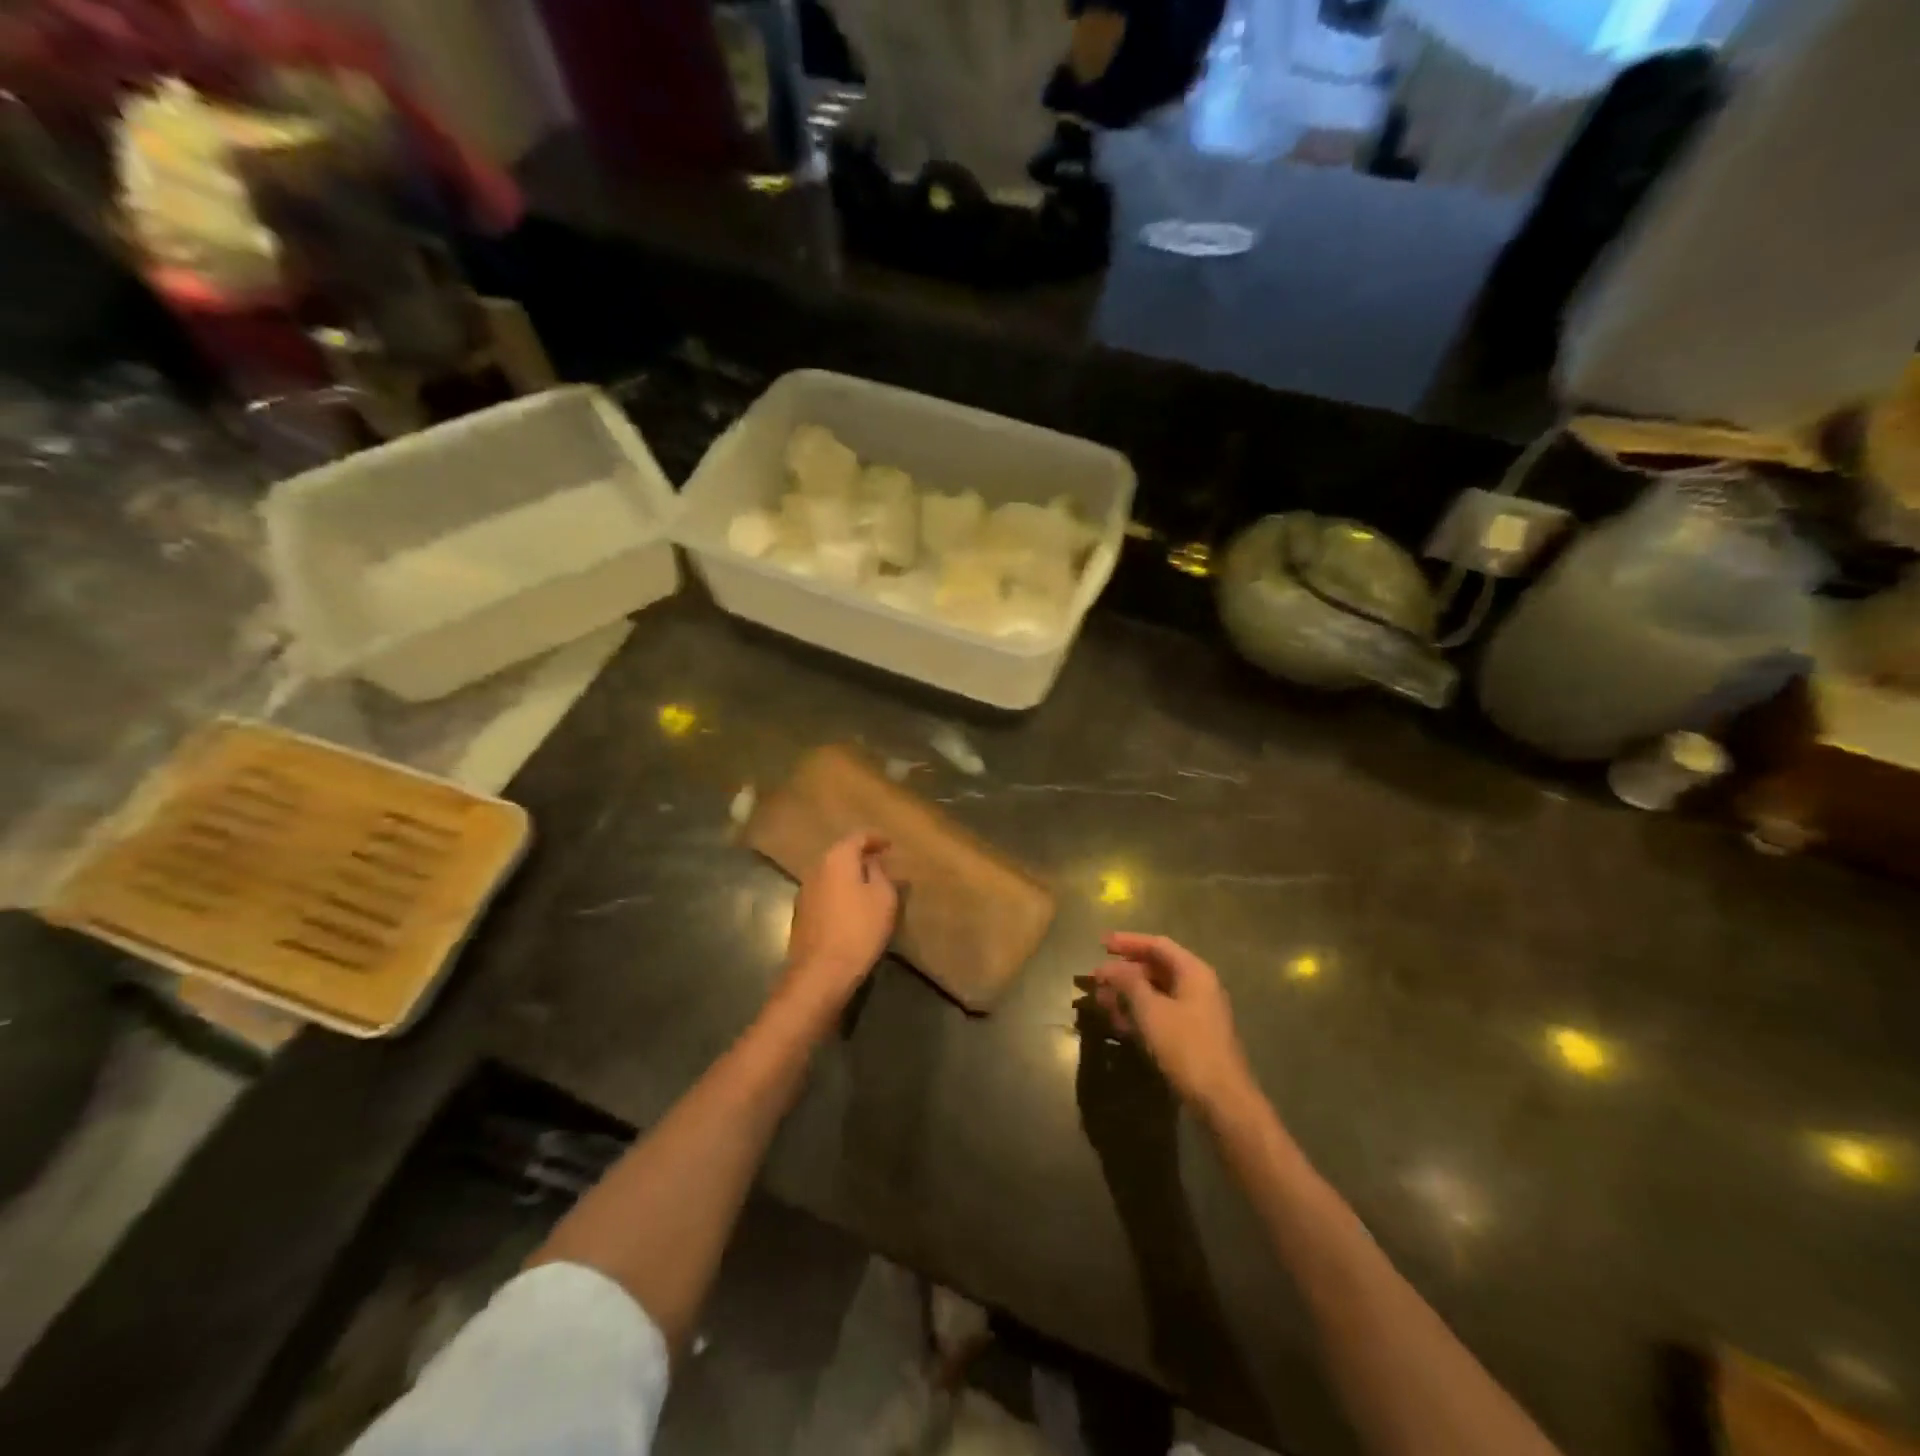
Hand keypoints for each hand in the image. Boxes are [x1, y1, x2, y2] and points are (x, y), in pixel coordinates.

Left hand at [780, 831, 897, 1008]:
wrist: (821, 973)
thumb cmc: (858, 929)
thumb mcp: (883, 899)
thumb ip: (881, 874)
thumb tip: (873, 863)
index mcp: (837, 859)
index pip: (858, 837)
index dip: (876, 839)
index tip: (890, 845)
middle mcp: (816, 869)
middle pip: (841, 854)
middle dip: (862, 857)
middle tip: (882, 865)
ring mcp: (805, 892)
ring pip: (831, 874)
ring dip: (850, 876)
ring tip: (870, 887)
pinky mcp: (801, 914)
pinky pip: (825, 893)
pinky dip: (840, 893)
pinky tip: (852, 907)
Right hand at [1092, 933, 1255, 1114]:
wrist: (1222, 1100)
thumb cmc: (1186, 1047)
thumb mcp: (1151, 1011)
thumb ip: (1128, 983)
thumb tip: (1109, 966)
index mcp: (1194, 972)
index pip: (1157, 945)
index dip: (1128, 941)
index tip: (1101, 944)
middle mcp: (1198, 986)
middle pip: (1157, 967)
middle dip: (1125, 971)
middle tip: (1097, 977)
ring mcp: (1197, 1012)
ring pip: (1157, 993)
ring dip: (1128, 994)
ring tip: (1102, 1000)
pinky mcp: (1192, 1035)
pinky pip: (1161, 1013)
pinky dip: (1140, 1013)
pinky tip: (1119, 1023)